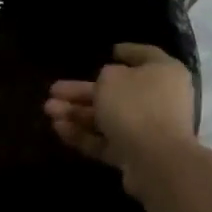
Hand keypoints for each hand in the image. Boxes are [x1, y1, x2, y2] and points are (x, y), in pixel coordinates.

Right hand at [45, 43, 195, 190]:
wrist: (156, 161)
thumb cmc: (136, 105)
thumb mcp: (111, 78)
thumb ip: (106, 76)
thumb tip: (108, 83)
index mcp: (163, 73)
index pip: (146, 56)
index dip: (128, 52)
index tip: (111, 50)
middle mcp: (160, 99)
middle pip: (116, 91)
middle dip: (82, 92)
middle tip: (53, 90)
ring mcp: (149, 130)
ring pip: (108, 117)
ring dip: (77, 113)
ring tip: (47, 110)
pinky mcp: (136, 156)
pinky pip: (107, 141)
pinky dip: (84, 134)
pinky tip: (58, 128)